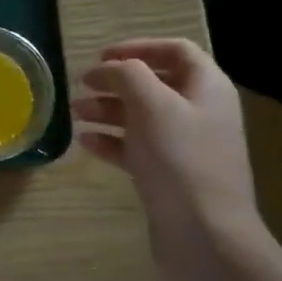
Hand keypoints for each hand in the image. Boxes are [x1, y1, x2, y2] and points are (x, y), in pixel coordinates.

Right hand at [71, 38, 263, 274]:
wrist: (204, 233)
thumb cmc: (179, 160)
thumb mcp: (152, 105)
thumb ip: (128, 75)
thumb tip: (111, 68)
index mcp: (207, 87)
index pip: (175, 51)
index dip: (138, 47)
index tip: (100, 57)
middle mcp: (200, 112)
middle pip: (154, 84)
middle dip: (116, 82)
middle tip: (80, 85)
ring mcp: (185, 146)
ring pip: (142, 117)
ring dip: (108, 110)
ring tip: (75, 114)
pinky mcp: (169, 175)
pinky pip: (137, 148)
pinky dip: (112, 141)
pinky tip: (86, 143)